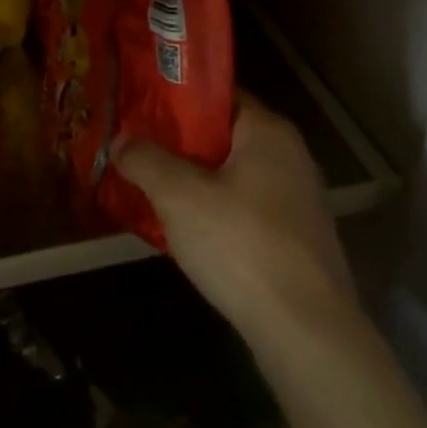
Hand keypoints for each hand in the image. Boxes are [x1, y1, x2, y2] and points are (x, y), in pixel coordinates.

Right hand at [114, 92, 353, 334]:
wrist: (306, 332)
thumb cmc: (241, 244)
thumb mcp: (179, 196)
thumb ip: (145, 160)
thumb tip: (120, 141)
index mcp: (268, 131)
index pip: (217, 95)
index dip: (175, 99)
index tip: (137, 110)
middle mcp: (290, 156)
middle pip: (223, 135)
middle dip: (178, 143)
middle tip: (136, 150)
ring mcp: (297, 200)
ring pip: (232, 175)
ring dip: (194, 180)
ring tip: (151, 189)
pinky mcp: (297, 239)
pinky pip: (245, 208)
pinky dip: (215, 211)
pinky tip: (186, 231)